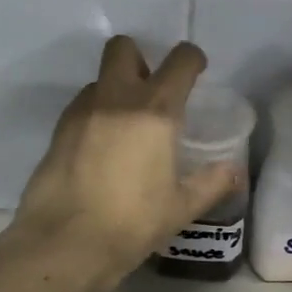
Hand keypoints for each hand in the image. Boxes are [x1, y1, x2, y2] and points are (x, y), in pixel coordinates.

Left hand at [3, 36, 239, 291]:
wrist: (65, 242)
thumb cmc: (132, 223)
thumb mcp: (181, 207)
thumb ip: (211, 183)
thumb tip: (234, 172)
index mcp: (155, 111)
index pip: (179, 61)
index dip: (192, 59)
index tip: (196, 71)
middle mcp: (116, 99)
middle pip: (123, 48)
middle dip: (140, 59)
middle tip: (151, 91)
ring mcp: (81, 112)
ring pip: (99, 80)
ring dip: (115, 90)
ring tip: (125, 127)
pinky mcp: (57, 131)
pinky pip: (81, 107)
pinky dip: (94, 115)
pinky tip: (100, 149)